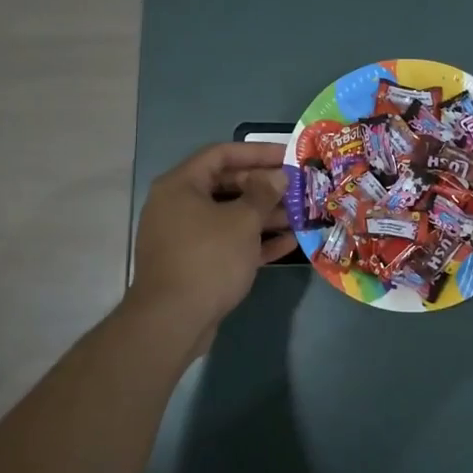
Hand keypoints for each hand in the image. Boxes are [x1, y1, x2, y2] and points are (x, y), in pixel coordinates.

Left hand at [127, 142, 297, 353]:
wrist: (172, 321)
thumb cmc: (208, 259)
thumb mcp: (242, 222)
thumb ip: (263, 194)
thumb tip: (277, 176)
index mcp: (181, 185)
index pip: (221, 154)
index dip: (257, 152)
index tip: (287, 155)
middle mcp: (178, 205)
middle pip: (226, 185)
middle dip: (264, 187)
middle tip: (297, 188)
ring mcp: (184, 236)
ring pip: (229, 216)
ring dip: (264, 215)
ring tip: (300, 216)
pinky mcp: (194, 263)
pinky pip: (227, 243)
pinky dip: (254, 241)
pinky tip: (288, 243)